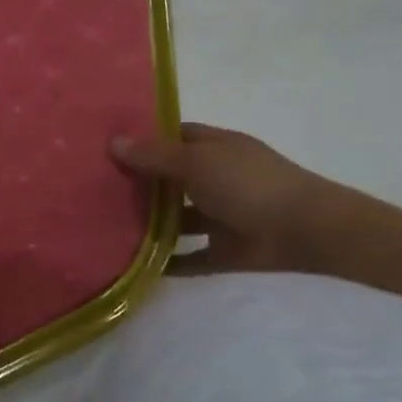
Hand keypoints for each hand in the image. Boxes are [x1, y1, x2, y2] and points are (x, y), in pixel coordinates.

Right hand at [112, 123, 343, 273]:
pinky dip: (169, 261)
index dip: (145, 139)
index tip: (108, 147)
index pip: (174, 137)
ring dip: (151, 224)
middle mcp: (217, 178)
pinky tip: (137, 264)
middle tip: (95, 189)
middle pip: (172, 178)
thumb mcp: (197, 162)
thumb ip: (155, 156)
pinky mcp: (226, 250)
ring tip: (108, 227)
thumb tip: (113, 142)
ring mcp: (223, 215)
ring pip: (179, 218)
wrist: (306, 230)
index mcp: (215, 148)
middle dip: (141, 183)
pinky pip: (191, 256)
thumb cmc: (249, 184)